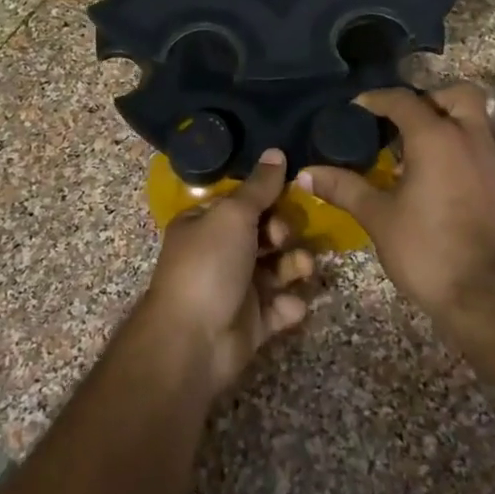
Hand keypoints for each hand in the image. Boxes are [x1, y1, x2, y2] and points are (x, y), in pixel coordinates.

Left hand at [139, 149, 316, 396]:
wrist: (193, 340)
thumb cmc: (209, 265)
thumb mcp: (233, 215)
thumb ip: (259, 187)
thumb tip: (276, 153)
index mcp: (204, 224)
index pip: (242, 203)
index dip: (267, 199)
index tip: (291, 194)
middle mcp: (219, 254)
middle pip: (263, 235)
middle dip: (283, 234)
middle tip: (285, 238)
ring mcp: (236, 290)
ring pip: (276, 270)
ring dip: (293, 266)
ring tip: (301, 269)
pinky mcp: (252, 323)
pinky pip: (280, 308)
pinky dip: (289, 306)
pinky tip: (290, 306)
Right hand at [299, 85, 494, 319]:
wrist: (490, 299)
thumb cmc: (429, 251)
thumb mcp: (378, 218)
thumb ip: (344, 188)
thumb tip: (305, 173)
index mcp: (437, 138)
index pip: (404, 101)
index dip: (376, 100)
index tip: (354, 110)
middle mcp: (470, 139)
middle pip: (456, 96)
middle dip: (429, 99)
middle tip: (401, 122)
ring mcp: (493, 163)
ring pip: (473, 122)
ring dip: (445, 124)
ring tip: (412, 153)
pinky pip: (480, 150)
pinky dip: (458, 150)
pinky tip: (434, 180)